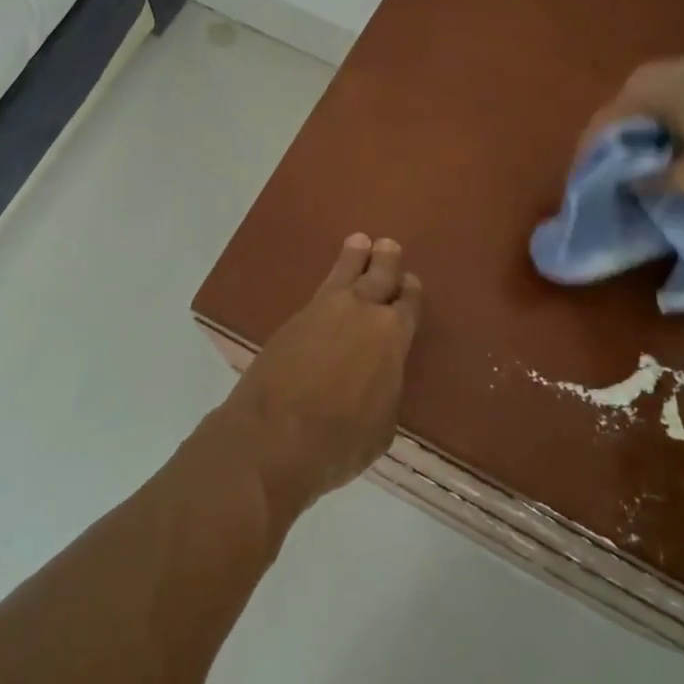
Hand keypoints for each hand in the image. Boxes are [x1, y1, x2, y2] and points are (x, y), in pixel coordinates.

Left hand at [227, 234, 422, 512]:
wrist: (273, 437)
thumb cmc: (339, 441)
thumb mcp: (382, 426)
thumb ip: (385, 389)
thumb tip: (378, 378)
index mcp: (393, 337)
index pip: (408, 304)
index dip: (410, 292)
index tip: (410, 284)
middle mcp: (362, 312)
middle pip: (379, 275)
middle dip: (386, 260)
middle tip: (388, 246)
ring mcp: (322, 311)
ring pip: (345, 272)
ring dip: (355, 256)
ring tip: (359, 242)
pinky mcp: (292, 319)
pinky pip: (319, 289)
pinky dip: (330, 280)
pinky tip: (330, 284)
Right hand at [582, 58, 683, 202]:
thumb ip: (653, 183)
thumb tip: (631, 185)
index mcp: (643, 89)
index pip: (599, 130)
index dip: (593, 167)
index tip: (592, 198)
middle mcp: (665, 71)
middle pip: (629, 121)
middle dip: (624, 157)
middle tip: (624, 192)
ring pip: (661, 116)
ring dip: (656, 147)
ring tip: (659, 182)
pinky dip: (683, 137)